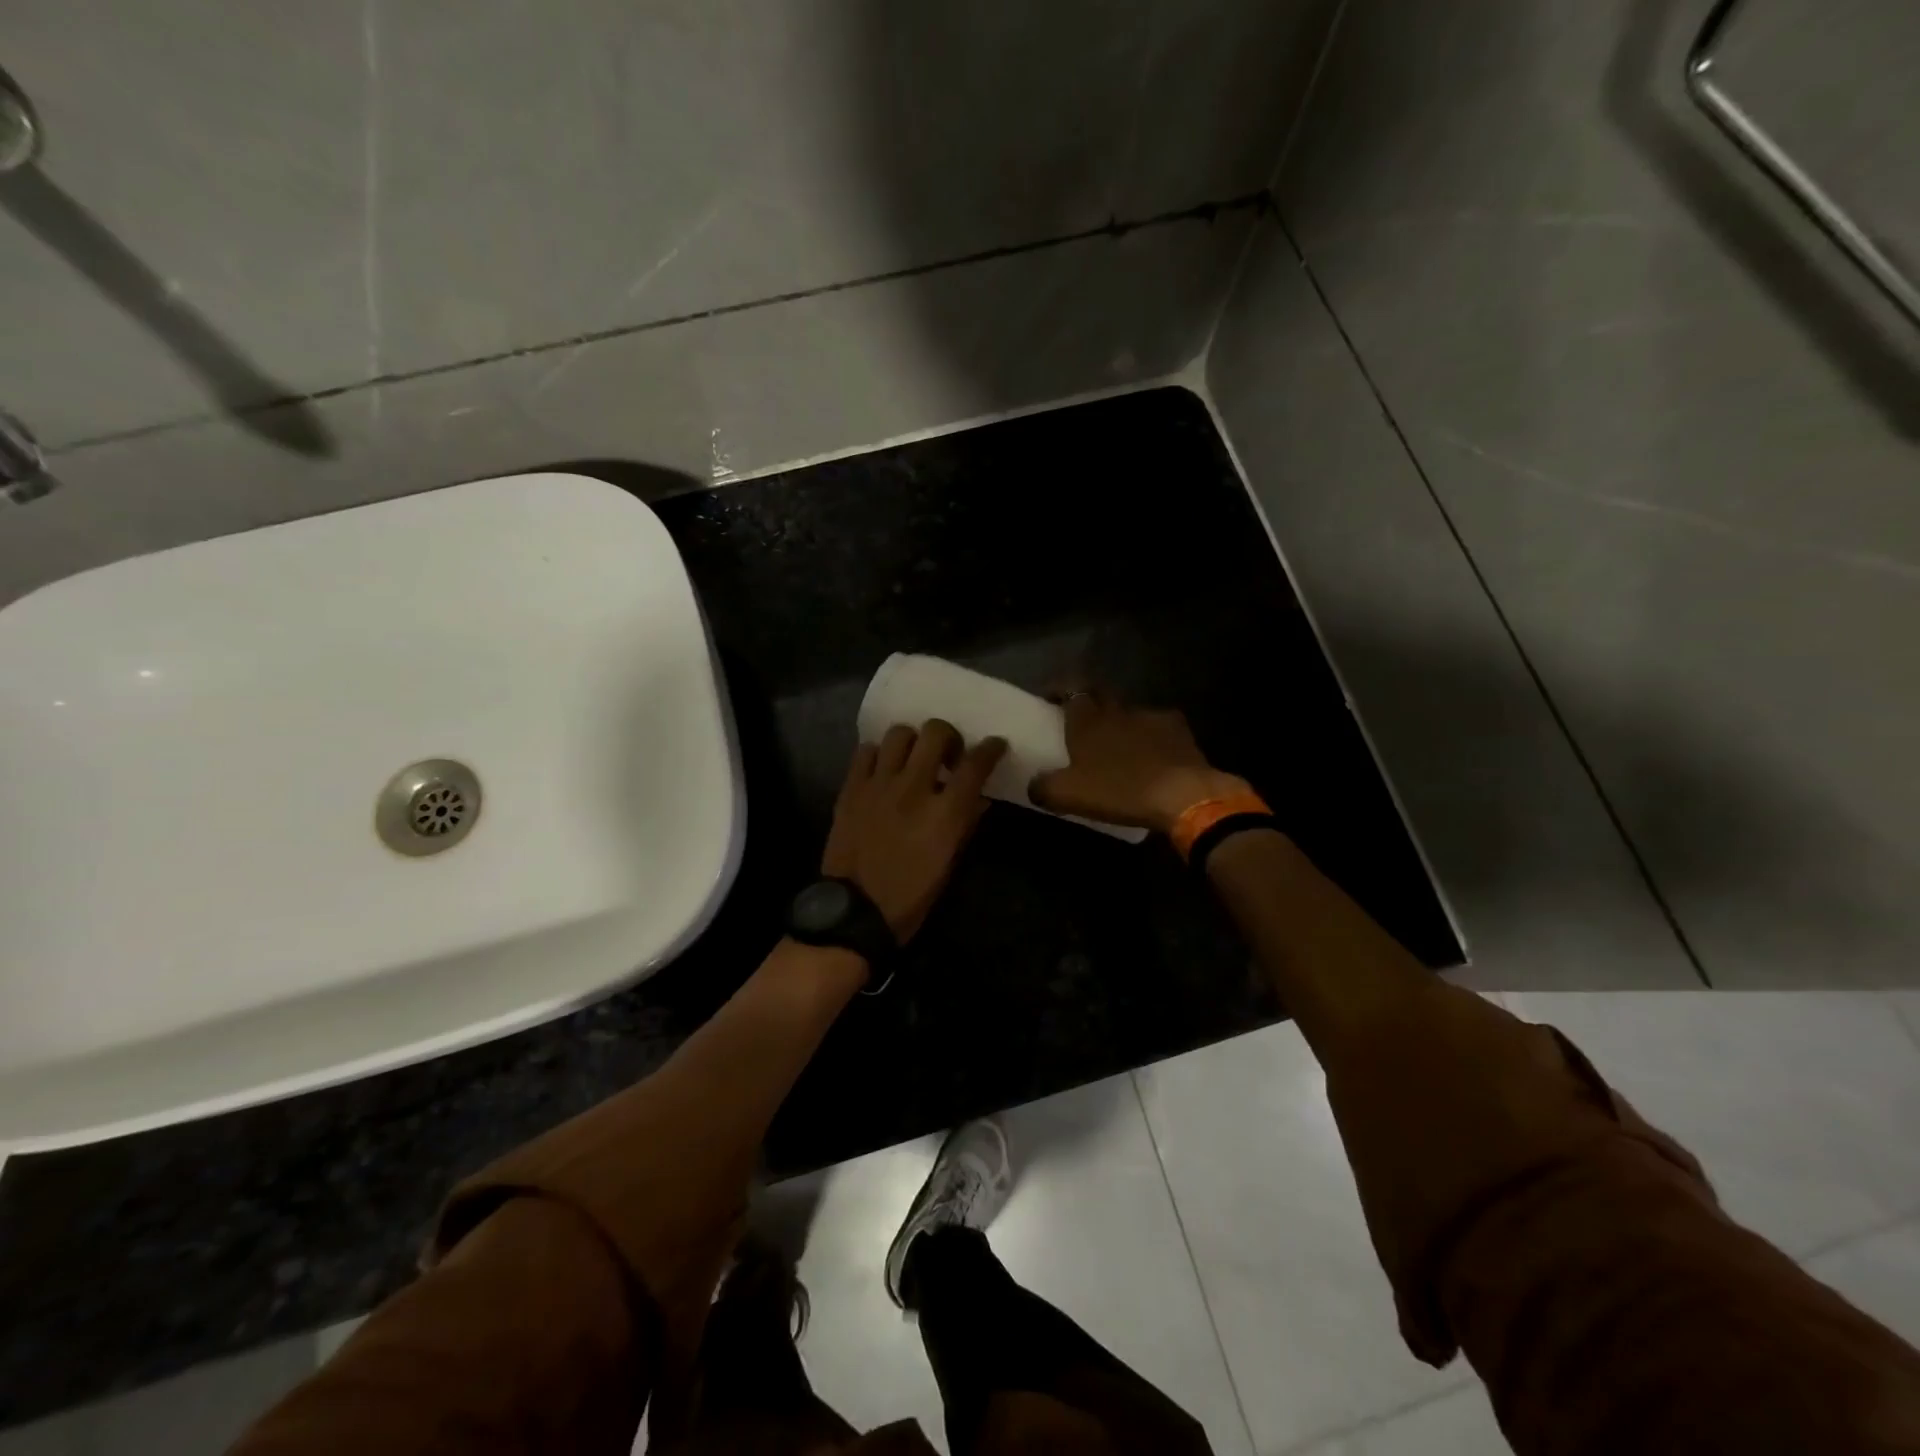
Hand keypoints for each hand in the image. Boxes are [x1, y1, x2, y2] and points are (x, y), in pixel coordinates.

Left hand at [821, 720, 1007, 941]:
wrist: (854, 912)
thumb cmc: (910, 898)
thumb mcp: (949, 865)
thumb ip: (965, 825)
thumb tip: (979, 799)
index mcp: (944, 813)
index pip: (975, 765)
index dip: (991, 749)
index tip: (995, 745)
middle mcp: (913, 788)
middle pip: (936, 733)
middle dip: (949, 737)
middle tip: (948, 756)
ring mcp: (878, 784)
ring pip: (899, 733)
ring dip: (913, 741)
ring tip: (913, 759)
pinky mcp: (851, 788)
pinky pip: (865, 751)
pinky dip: (879, 754)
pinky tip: (883, 770)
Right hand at [1029, 694, 1247, 834]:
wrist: (1182, 795)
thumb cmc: (1119, 790)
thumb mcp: (1068, 796)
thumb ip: (1043, 787)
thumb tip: (1033, 785)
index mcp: (1088, 719)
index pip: (1070, 688)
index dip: (1058, 688)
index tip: (1049, 697)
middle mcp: (1118, 709)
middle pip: (1100, 693)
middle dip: (1089, 700)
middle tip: (1081, 719)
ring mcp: (1151, 716)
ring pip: (1129, 711)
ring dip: (1120, 722)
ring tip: (1118, 744)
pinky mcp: (1179, 730)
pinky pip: (1157, 727)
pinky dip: (1150, 737)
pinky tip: (1151, 756)